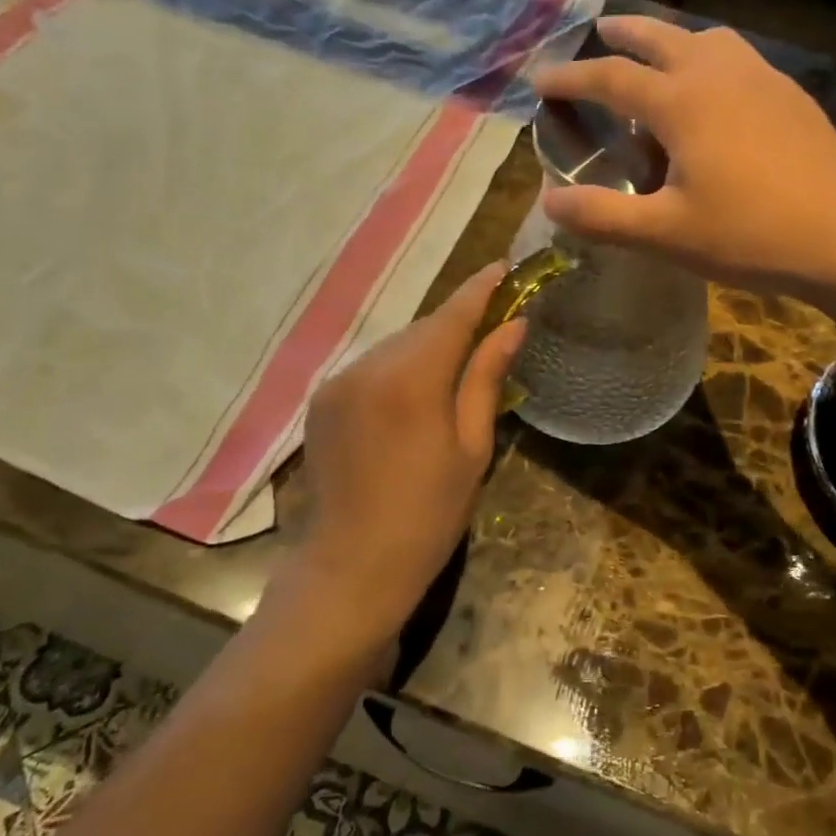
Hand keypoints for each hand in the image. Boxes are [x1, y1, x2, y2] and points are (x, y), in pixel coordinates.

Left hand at [281, 264, 524, 655]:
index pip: (453, 314)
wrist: (350, 568)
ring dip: (428, 347)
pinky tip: (416, 396)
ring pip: (396, 346)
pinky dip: (399, 368)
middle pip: (423, 327)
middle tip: (494, 327)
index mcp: (411, 379)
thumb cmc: (428, 515)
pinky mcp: (321, 400)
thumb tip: (514, 326)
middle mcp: (367, 366)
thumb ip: (486, 378)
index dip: (482, 288)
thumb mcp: (472, 448)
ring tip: (457, 370)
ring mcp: (337, 381)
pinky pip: (371, 367)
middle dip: (458, 322)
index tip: (506, 267)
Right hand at [532, 15, 835, 298]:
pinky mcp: (790, 95)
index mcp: (682, 102)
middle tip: (598, 29)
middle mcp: (719, 74)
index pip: (611, 77)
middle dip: (622, 33)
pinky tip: (717, 89)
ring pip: (707, 39)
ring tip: (658, 53)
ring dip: (672, 38)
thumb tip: (548, 202)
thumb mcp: (665, 234)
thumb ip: (603, 216)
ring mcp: (762, 78)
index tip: (542, 79)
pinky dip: (710, 57)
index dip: (571, 77)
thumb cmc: (749, 235)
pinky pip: (739, 57)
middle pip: (661, 36)